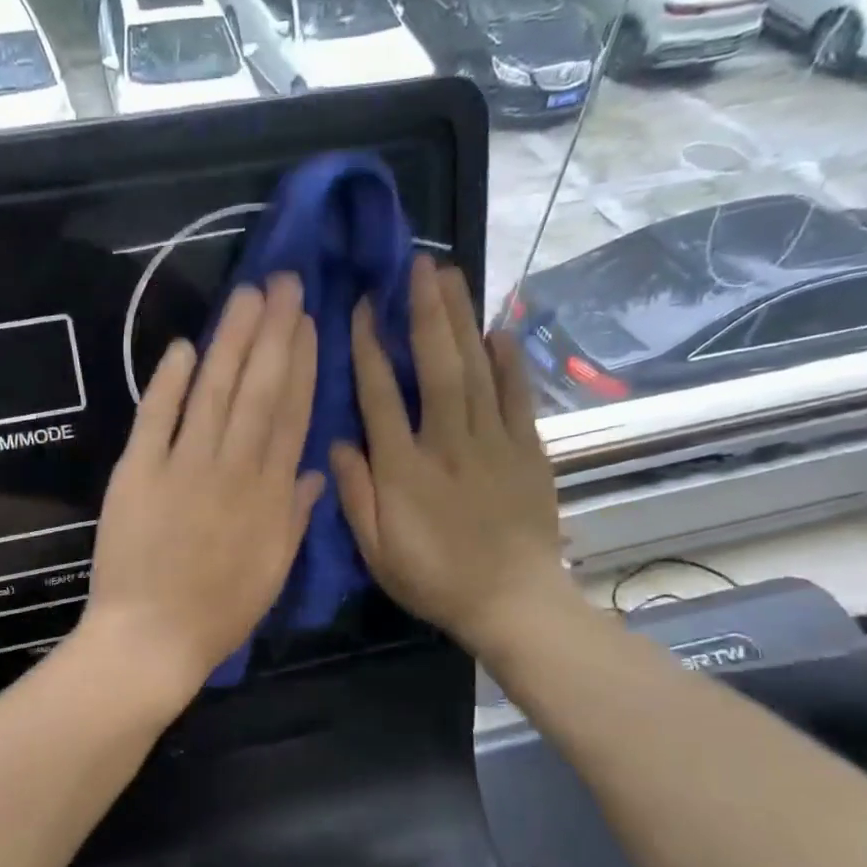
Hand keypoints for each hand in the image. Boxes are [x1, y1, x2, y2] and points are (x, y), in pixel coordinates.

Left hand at [79, 275, 324, 704]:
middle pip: (258, 390)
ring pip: (213, 392)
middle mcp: (233, 469)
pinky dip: (168, 381)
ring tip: (247, 297)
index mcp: (271, 495)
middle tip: (282, 282)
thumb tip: (315, 469)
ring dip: (231, 341)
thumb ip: (296, 516)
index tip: (308, 323)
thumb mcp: (274, 570)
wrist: (152, 638)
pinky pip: (155, 418)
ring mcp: (183, 467)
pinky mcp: (137, 473)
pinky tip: (182, 346)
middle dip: (273, 332)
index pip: (292, 415)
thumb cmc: (219, 612)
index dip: (302, 364)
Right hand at [329, 256, 576, 664]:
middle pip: (437, 366)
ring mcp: (493, 443)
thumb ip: (355, 495)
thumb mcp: (378, 551)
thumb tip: (339, 442)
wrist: (512, 602)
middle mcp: (448, 444)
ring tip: (453, 276)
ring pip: (476, 370)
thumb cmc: (435, 579)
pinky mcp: (528, 451)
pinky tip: (498, 329)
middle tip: (420, 264)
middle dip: (425, 311)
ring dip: (462, 320)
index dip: (368, 348)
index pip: (381, 396)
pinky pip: (517, 396)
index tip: (361, 306)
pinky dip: (509, 361)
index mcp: (404, 469)